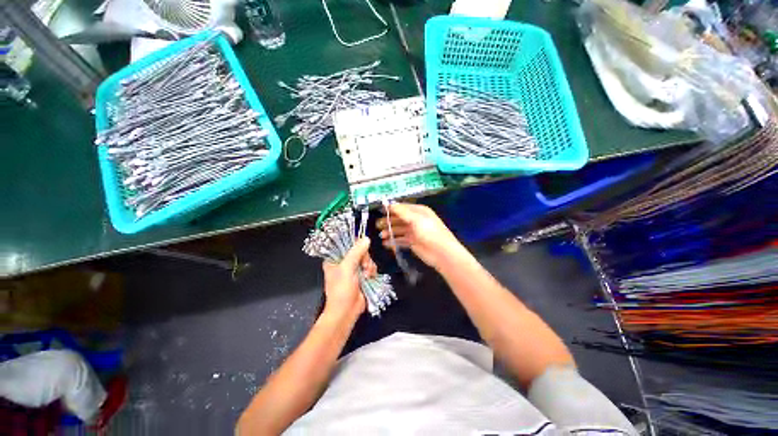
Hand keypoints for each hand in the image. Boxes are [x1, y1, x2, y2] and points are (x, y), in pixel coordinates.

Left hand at [322, 238, 376, 318]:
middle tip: (363, 266)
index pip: (346, 244)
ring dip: (369, 266)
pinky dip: (372, 271)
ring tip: (366, 275)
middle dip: (364, 258)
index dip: (356, 245)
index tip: (362, 249)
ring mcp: (353, 269)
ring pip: (366, 259)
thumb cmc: (341, 291)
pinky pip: (370, 267)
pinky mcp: (362, 276)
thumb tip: (366, 239)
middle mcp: (344, 262)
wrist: (346, 312)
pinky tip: (369, 278)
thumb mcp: (347, 268)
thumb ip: (356, 252)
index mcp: (335, 259)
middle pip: (359, 251)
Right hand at [376, 203, 465, 269]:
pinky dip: (394, 241)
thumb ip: (402, 212)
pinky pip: (401, 240)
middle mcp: (416, 220)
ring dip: (390, 231)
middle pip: (400, 219)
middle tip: (378, 224)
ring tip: (381, 235)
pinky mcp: (413, 243)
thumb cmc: (429, 232)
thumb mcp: (416, 219)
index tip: (380, 210)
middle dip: (389, 221)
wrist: (441, 252)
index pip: (403, 208)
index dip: (392, 208)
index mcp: (419, 211)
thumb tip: (390, 204)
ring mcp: (414, 232)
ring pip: (399, 230)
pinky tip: (386, 243)